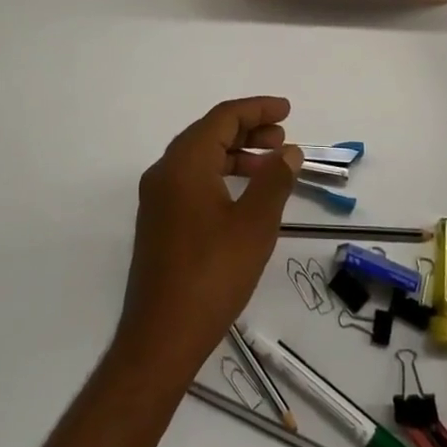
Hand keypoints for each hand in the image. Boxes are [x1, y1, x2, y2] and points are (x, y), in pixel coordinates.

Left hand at [113, 97, 302, 386]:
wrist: (160, 338)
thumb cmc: (212, 275)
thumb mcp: (254, 225)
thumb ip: (274, 181)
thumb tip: (288, 151)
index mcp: (184, 163)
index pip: (223, 118)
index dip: (257, 109)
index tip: (287, 110)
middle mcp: (164, 172)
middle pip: (208, 133)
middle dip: (248, 130)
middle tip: (282, 139)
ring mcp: (157, 198)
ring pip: (199, 158)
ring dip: (235, 154)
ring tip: (269, 165)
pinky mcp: (158, 222)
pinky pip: (191, 180)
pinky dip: (220, 175)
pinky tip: (243, 195)